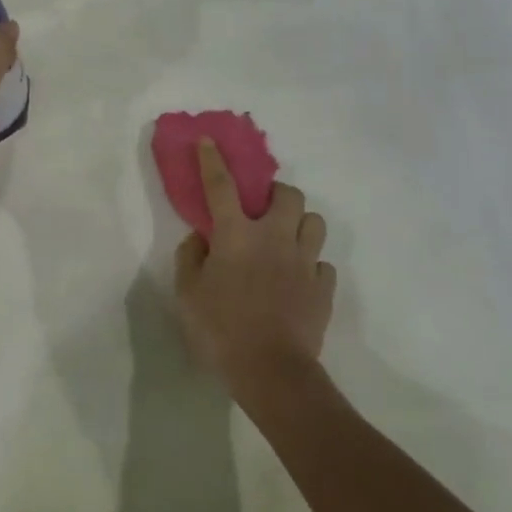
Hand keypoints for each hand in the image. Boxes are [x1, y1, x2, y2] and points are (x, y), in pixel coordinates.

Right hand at [174, 138, 336, 399]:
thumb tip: (200, 238)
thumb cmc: (221, 330)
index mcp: (236, 236)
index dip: (213, 160)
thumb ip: (191, 259)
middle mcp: (274, 238)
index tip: (210, 140)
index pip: (222, 186)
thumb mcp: (187, 295)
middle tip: (262, 208)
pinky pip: (322, 263)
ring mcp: (304, 262)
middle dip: (277, 193)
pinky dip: (309, 264)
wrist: (272, 371)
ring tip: (285, 239)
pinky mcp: (323, 288)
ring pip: (314, 222)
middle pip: (288, 195)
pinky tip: (297, 279)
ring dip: (299, 223)